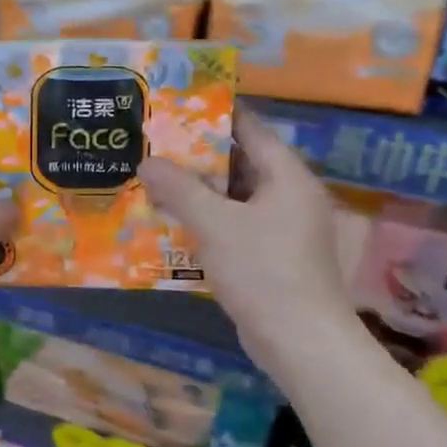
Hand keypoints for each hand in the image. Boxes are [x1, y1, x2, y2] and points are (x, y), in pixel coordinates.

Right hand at [139, 107, 352, 373]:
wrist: (299, 341)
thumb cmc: (263, 271)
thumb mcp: (215, 225)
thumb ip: (180, 189)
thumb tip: (147, 161)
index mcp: (287, 177)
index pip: (250, 129)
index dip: (214, 114)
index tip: (176, 105)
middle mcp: (288, 196)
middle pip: (240, 163)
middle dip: (196, 156)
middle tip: (154, 145)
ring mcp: (281, 228)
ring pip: (234, 197)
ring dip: (198, 191)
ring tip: (154, 179)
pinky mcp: (269, 256)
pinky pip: (234, 225)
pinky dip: (206, 220)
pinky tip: (172, 223)